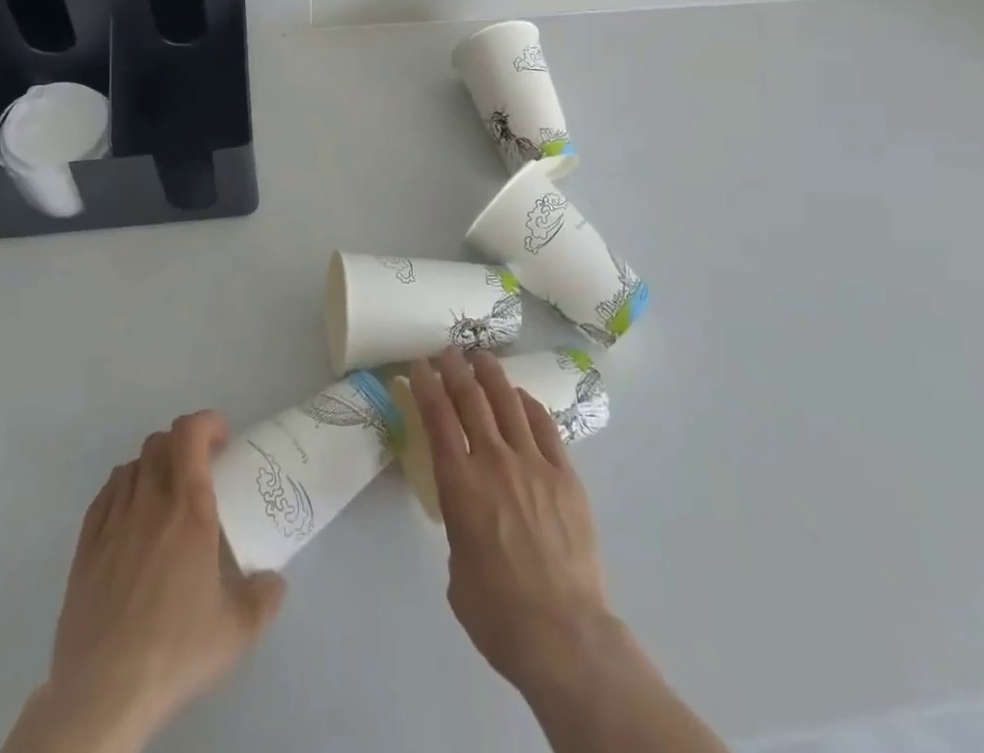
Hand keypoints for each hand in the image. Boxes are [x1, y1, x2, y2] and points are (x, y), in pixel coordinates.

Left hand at [5, 411, 285, 752]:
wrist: (103, 694)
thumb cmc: (176, 650)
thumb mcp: (238, 630)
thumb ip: (264, 597)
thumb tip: (276, 581)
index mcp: (189, 509)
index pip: (190, 433)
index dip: (207, 423)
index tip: (223, 441)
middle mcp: (149, 503)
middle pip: (159, 442)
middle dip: (183, 444)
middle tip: (200, 470)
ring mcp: (112, 523)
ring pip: (131, 466)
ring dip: (153, 467)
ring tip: (165, 495)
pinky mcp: (85, 548)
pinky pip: (105, 496)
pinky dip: (123, 491)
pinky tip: (131, 519)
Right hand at [408, 348, 619, 692]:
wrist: (563, 633)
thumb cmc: (497, 613)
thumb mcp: (457, 569)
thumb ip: (459, 526)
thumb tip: (470, 513)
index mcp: (459, 485)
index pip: (437, 419)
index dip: (426, 386)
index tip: (419, 366)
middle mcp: (493, 461)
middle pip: (471, 399)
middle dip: (455, 369)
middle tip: (447, 351)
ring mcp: (533, 463)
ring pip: (508, 402)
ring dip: (491, 375)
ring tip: (481, 357)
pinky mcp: (565, 474)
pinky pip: (544, 426)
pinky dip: (528, 404)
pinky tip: (520, 396)